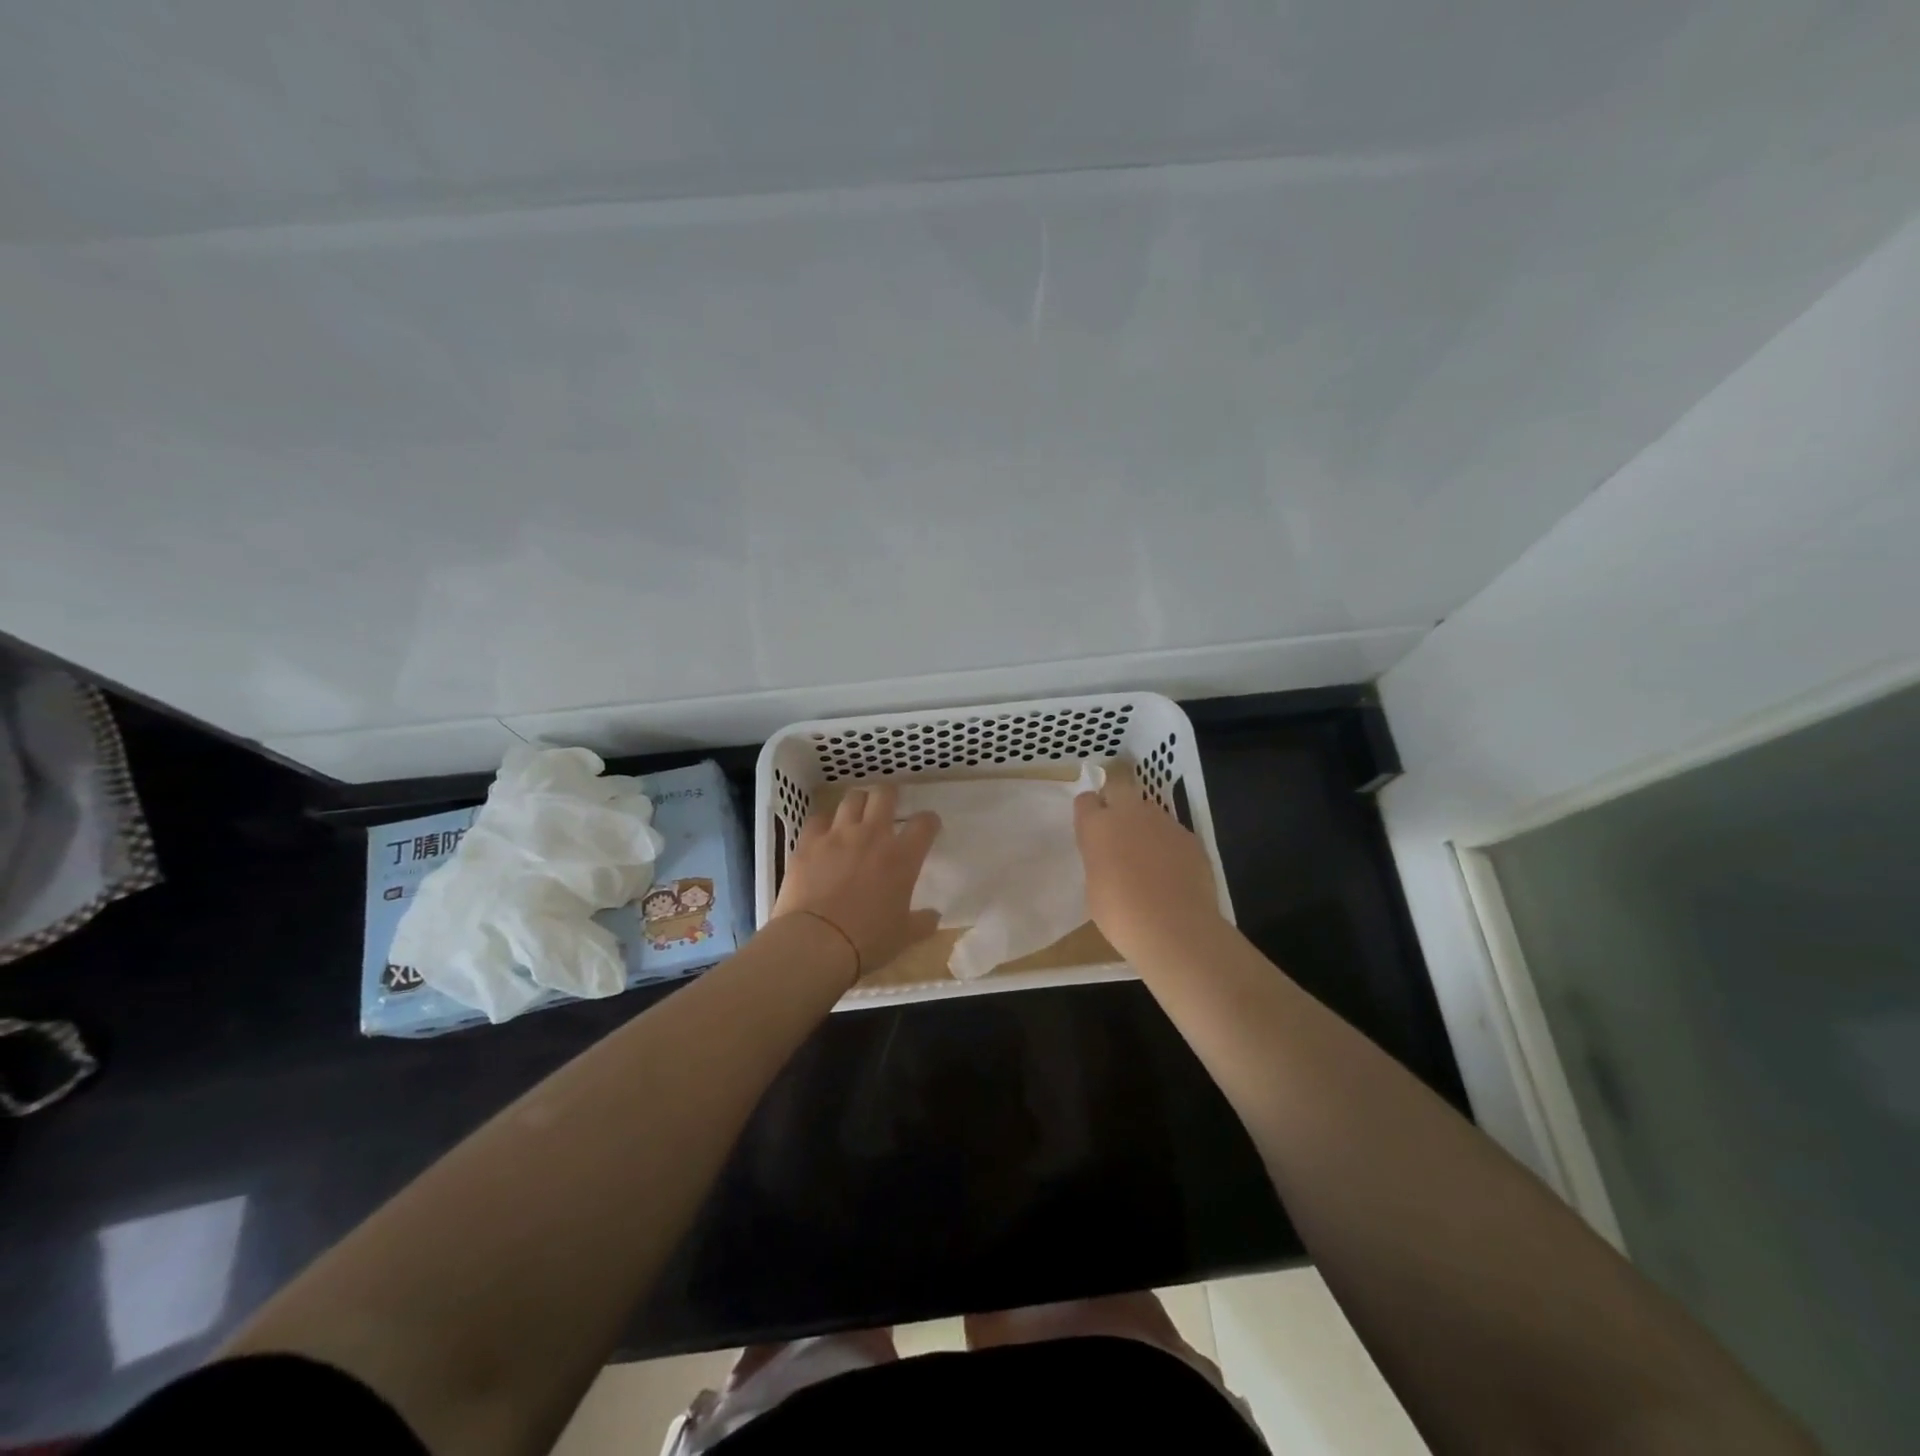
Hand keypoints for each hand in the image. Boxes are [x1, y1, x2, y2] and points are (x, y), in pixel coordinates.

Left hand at [772, 784, 941, 977]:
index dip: (929, 821)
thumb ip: (923, 922)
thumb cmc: (867, 940)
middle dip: (890, 794)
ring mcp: (837, 835)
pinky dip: (824, 822)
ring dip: (858, 802)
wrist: (816, 942)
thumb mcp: (904, 936)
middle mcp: (872, 836)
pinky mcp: (808, 842)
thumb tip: (934, 916)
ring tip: (857, 813)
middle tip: (889, 805)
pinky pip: (818, 819)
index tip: (928, 826)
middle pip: (884, 795)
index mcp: (902, 857)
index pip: (924, 824)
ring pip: (851, 798)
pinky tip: (824, 832)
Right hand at [1075, 763, 1224, 963]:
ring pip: (1149, 812)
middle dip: (1115, 801)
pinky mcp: (1190, 837)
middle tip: (1116, 831)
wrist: (1175, 928)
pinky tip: (1172, 874)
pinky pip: (1173, 834)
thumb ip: (1099, 861)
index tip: (1090, 830)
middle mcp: (1129, 813)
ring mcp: (1164, 822)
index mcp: (1097, 826)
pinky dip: (1169, 846)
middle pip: (1119, 787)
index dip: (1088, 813)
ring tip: (1147, 859)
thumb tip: (1109, 858)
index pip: (1085, 800)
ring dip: (1145, 826)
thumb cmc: (1120, 915)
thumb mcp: (1094, 887)